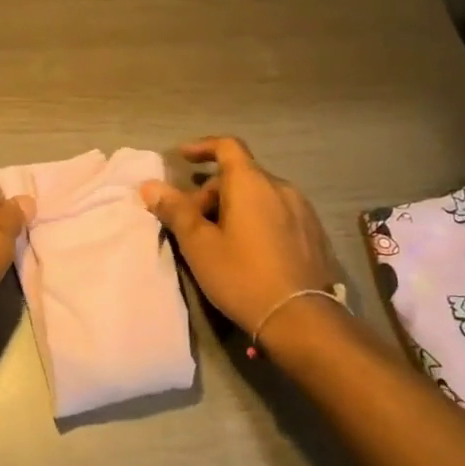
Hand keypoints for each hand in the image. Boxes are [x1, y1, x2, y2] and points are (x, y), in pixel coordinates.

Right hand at [140, 137, 341, 342]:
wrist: (301, 318)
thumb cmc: (242, 276)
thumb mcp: (199, 245)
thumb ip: (175, 210)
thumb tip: (150, 185)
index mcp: (251, 183)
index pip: (227, 146)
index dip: (202, 147)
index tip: (182, 157)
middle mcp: (281, 187)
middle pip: (241, 175)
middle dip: (212, 192)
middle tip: (192, 223)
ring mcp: (303, 210)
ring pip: (260, 195)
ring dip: (235, 207)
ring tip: (219, 239)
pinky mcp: (314, 233)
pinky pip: (278, 213)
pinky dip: (258, 219)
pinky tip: (250, 251)